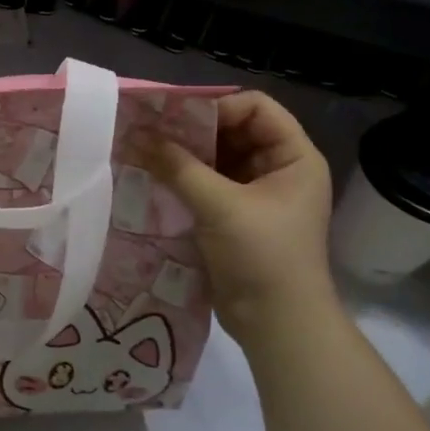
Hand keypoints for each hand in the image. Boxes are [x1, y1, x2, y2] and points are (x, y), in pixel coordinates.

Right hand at [143, 91, 336, 339]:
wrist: (277, 325)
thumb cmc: (262, 256)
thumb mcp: (220, 206)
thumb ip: (177, 167)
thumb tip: (135, 135)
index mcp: (294, 158)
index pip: (256, 108)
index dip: (217, 106)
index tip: (174, 118)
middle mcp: (278, 169)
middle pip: (232, 130)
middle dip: (191, 130)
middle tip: (149, 131)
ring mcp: (256, 194)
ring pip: (215, 158)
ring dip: (183, 155)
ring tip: (144, 152)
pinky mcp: (234, 216)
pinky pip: (206, 184)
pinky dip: (182, 178)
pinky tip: (153, 178)